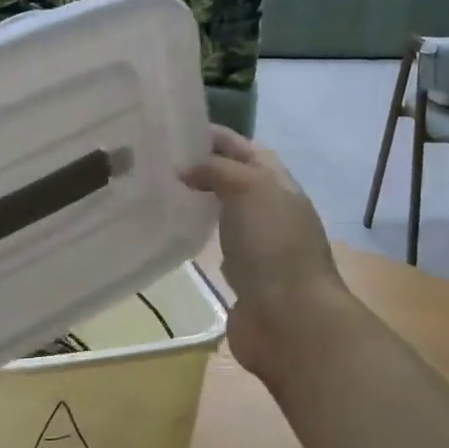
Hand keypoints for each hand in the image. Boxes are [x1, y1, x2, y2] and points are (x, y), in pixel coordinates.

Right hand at [183, 127, 354, 378]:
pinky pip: (216, 243)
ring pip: (224, 210)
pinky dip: (199, 233)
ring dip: (199, 199)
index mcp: (278, 184)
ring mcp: (257, 244)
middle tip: (158, 158)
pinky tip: (175, 230)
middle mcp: (269, 209)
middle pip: (234, 178)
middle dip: (202, 166)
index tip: (174, 127)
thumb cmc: (274, 246)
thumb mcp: (250, 189)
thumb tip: (187, 171)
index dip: (215, 136)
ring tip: (159, 189)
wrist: (291, 320)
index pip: (245, 148)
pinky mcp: (242, 275)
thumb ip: (218, 170)